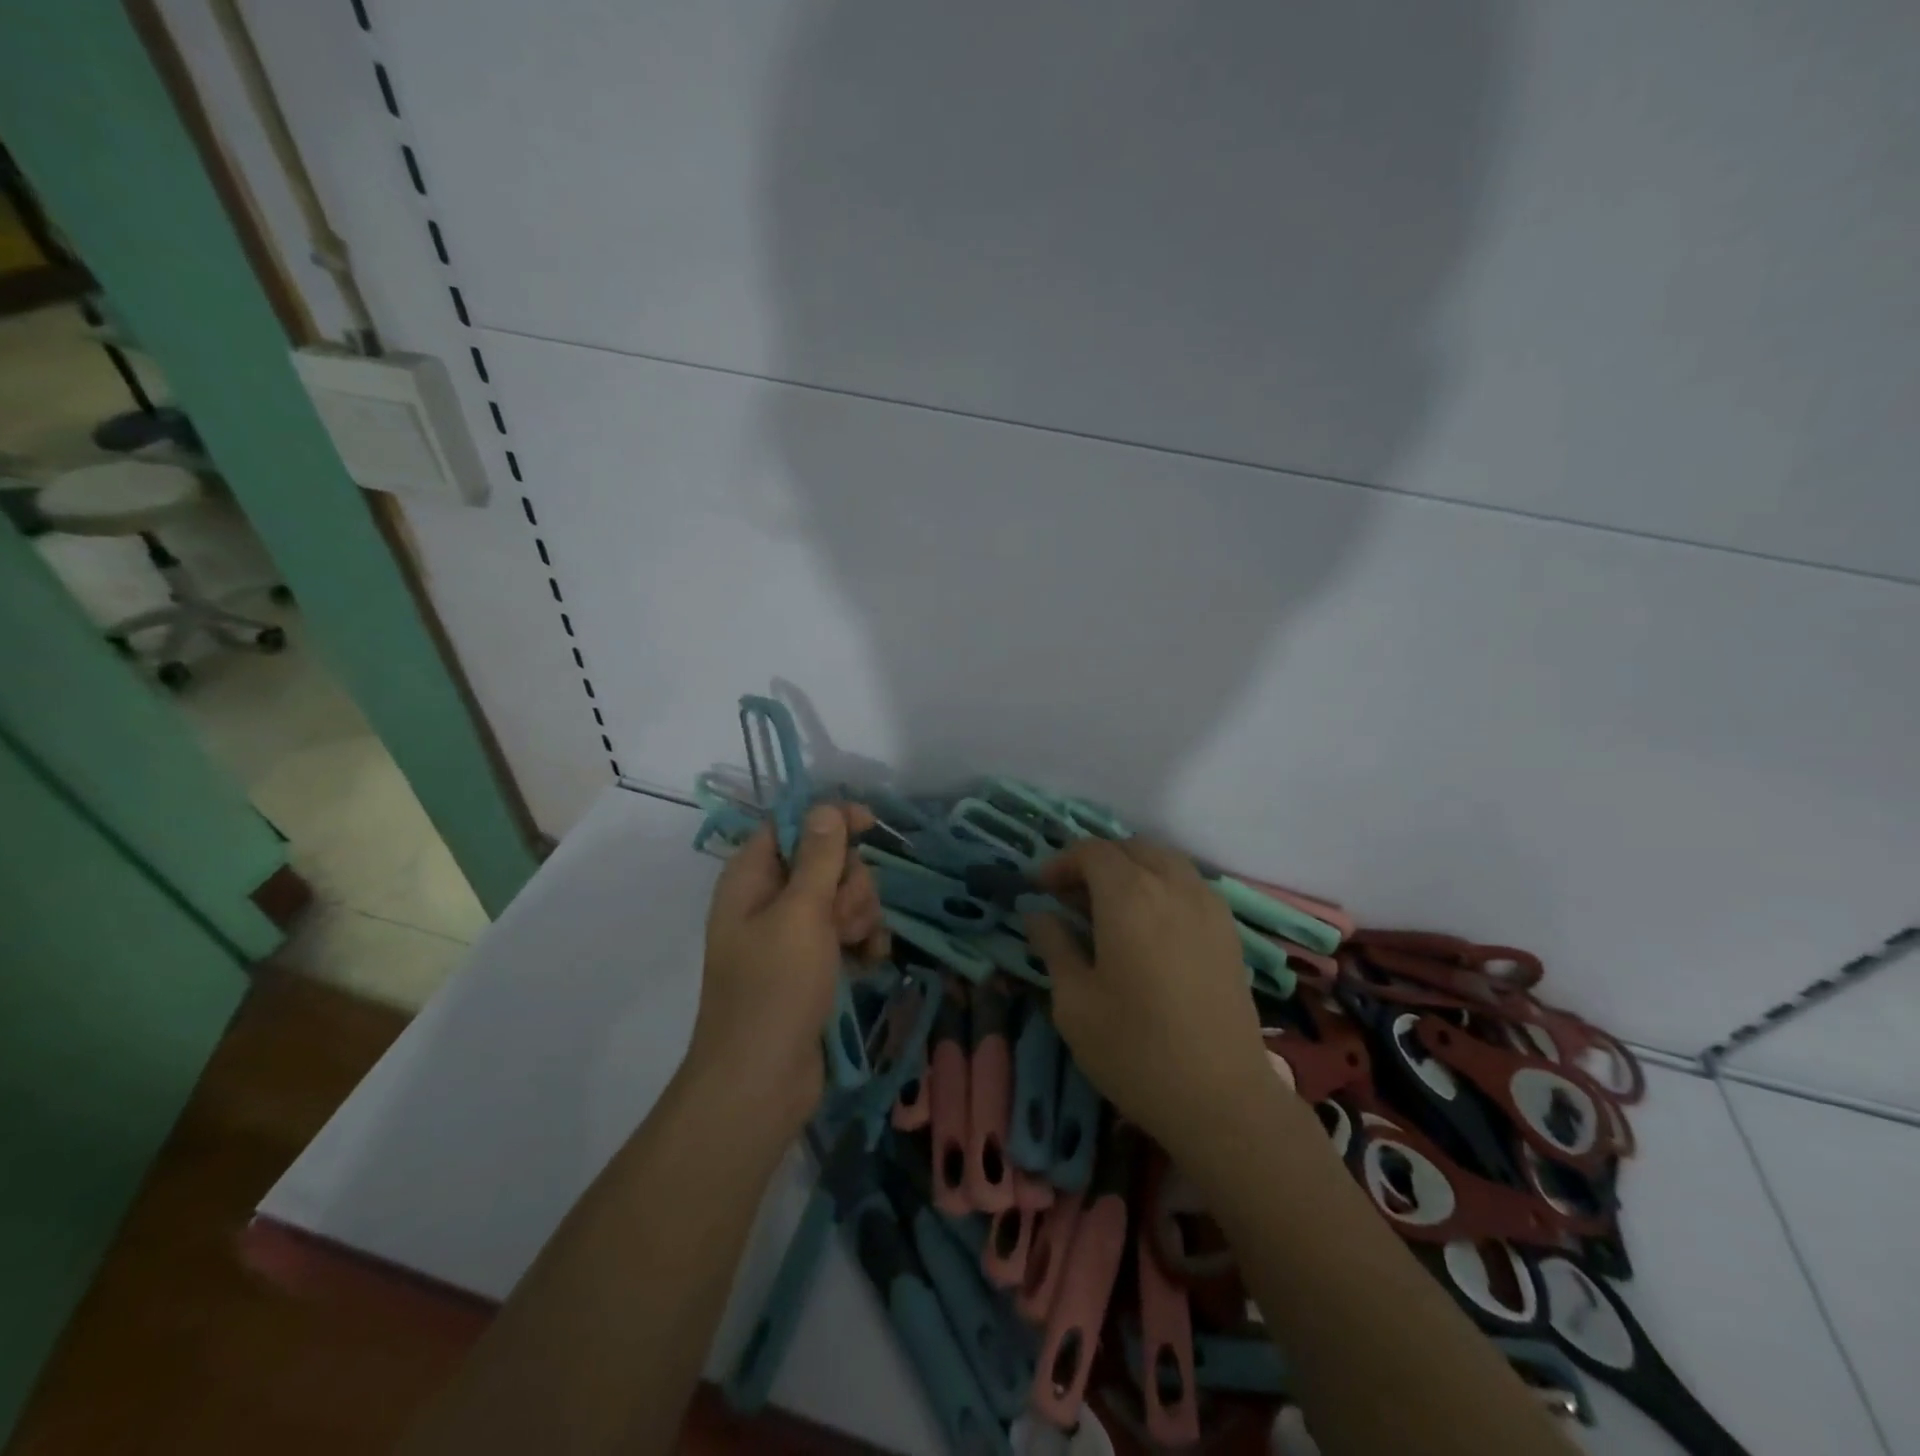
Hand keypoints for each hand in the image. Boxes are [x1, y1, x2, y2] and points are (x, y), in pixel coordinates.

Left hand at [691, 804, 889, 1131]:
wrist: (762, 1082)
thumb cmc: (775, 989)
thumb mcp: (801, 914)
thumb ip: (819, 857)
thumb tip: (826, 806)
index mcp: (751, 878)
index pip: (793, 825)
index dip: (831, 820)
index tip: (870, 826)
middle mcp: (769, 900)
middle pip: (827, 861)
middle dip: (849, 884)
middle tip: (843, 920)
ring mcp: (792, 934)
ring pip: (843, 898)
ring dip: (861, 916)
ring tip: (856, 948)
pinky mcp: (813, 964)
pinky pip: (848, 933)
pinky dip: (863, 943)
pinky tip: (870, 964)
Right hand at [1026, 837, 1269, 1159]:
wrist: (1222, 1098)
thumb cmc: (1134, 1050)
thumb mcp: (1074, 1002)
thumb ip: (1054, 946)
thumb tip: (1037, 915)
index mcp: (1129, 896)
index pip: (1091, 851)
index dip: (1061, 862)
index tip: (1041, 889)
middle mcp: (1172, 886)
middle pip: (1130, 848)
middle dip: (1096, 862)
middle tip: (1071, 897)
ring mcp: (1208, 905)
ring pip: (1165, 861)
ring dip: (1132, 869)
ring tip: (1110, 907)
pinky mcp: (1229, 931)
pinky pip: (1190, 884)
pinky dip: (1163, 885)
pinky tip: (1151, 926)